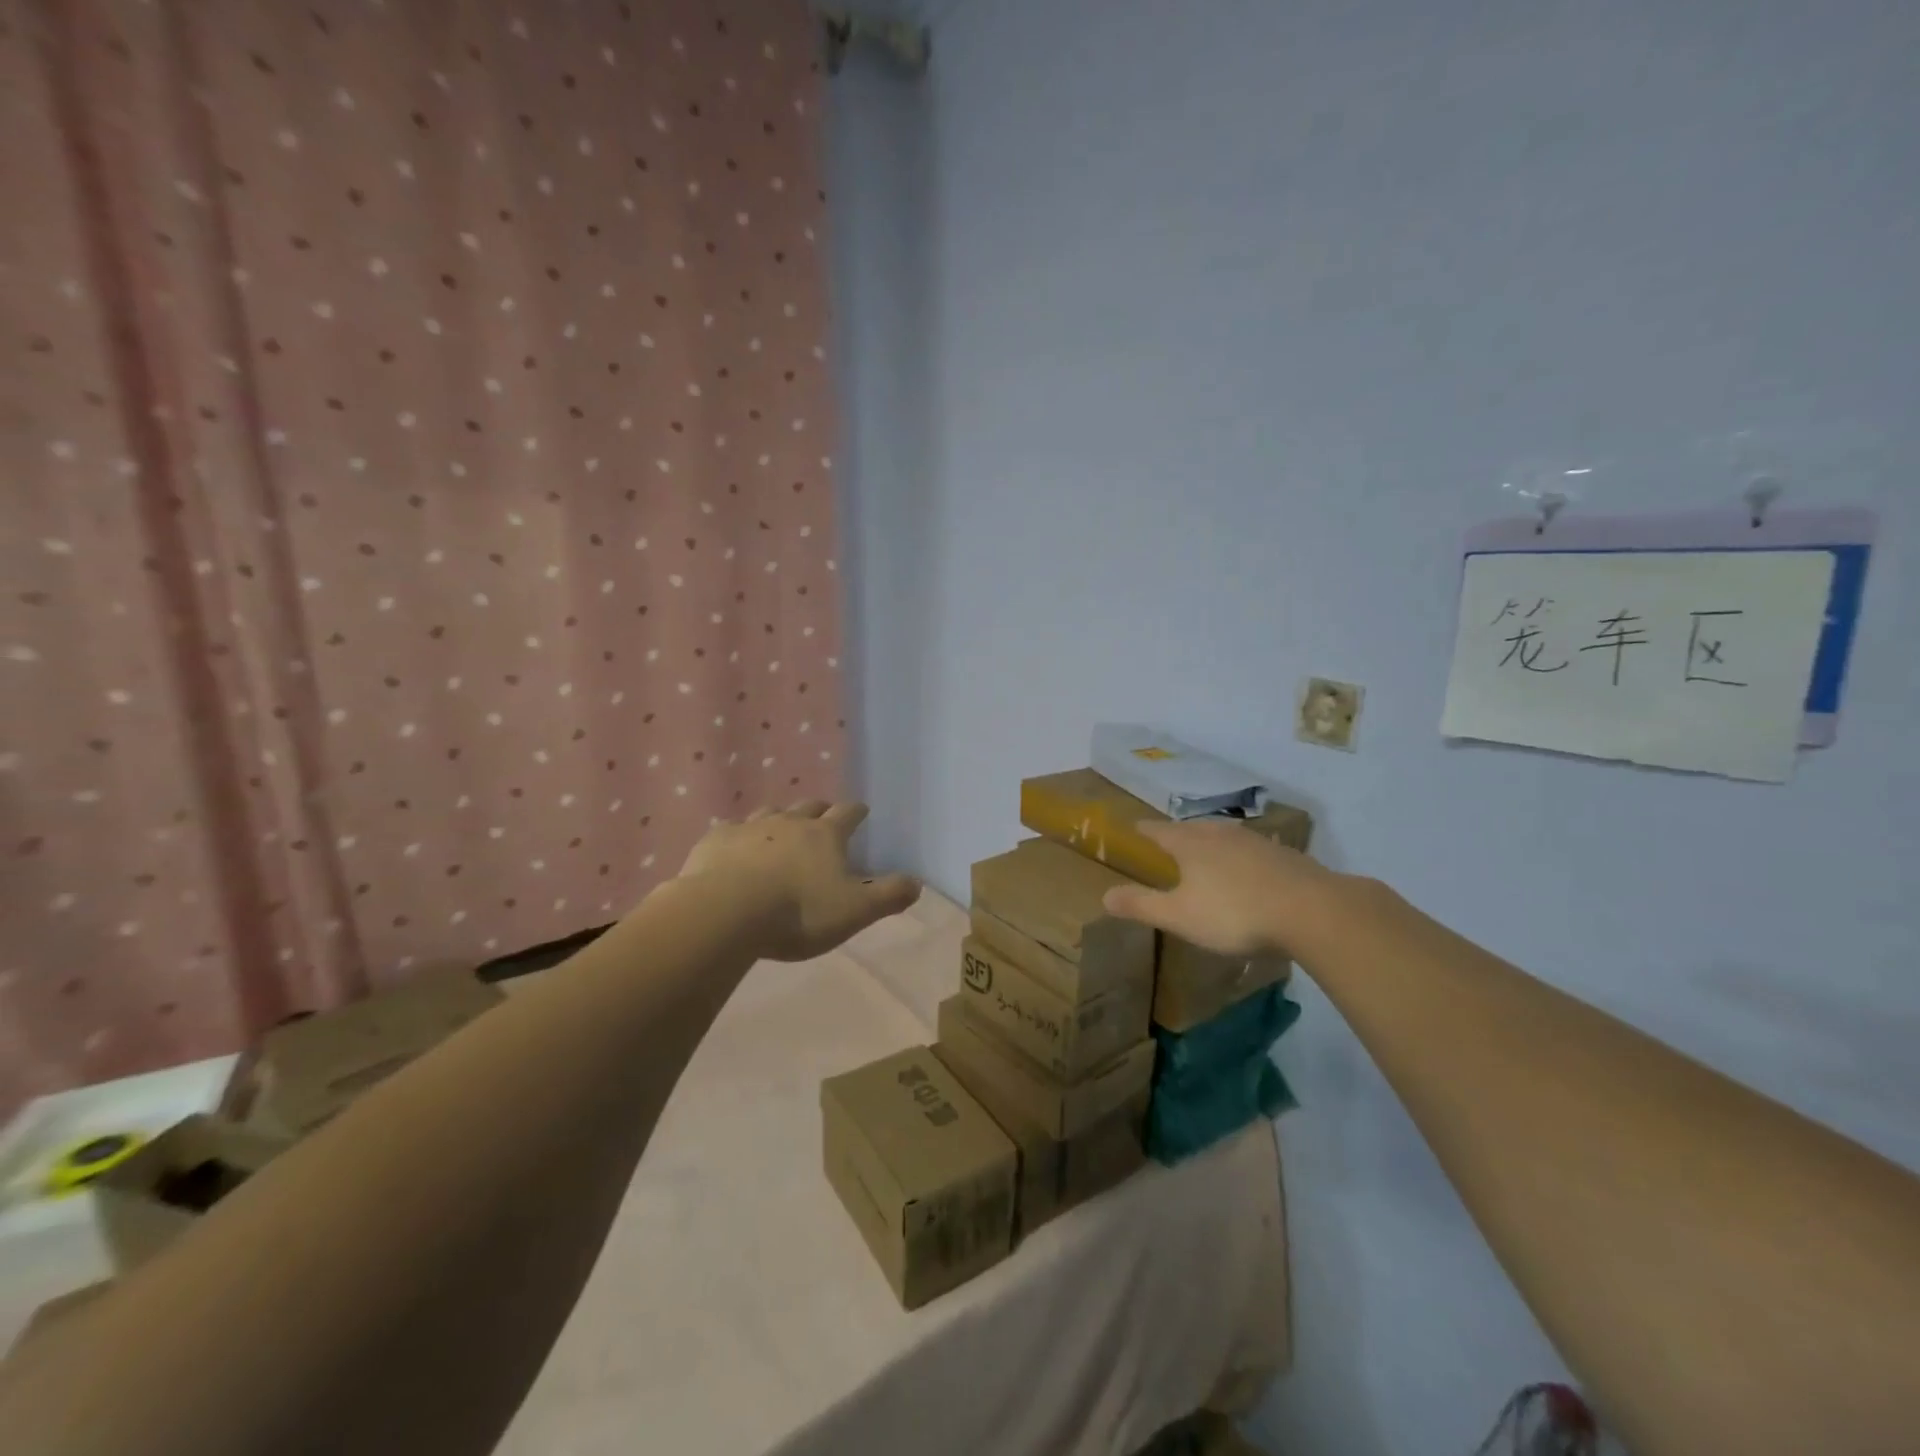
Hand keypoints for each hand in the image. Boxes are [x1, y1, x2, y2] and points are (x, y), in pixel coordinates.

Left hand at [678, 801, 920, 961]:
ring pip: (769, 812)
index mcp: (825, 836)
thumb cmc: (799, 912)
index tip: (861, 810)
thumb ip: (888, 896)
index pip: (847, 814)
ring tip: (780, 827)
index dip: (856, 811)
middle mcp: (789, 822)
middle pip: (808, 807)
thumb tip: (918, 882)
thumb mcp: (855, 911)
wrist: (727, 912)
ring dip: (779, 817)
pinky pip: (729, 831)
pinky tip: (734, 847)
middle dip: (819, 809)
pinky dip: (737, 836)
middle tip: (823, 815)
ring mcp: (749, 828)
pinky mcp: (716, 841)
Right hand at [1101, 818, 1334, 957]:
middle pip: (1193, 828)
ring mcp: (1256, 843)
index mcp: (1191, 845)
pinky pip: (1252, 850)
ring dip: (1212, 840)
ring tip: (1206, 847)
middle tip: (1170, 837)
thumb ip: (1142, 905)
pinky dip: (1242, 855)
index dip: (1146, 830)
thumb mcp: (1179, 916)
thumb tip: (1104, 895)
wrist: (1311, 910)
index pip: (1160, 831)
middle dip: (1179, 833)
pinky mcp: (1285, 856)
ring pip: (1225, 835)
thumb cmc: (1234, 913)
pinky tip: (1248, 868)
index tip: (1135, 827)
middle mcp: (1220, 835)